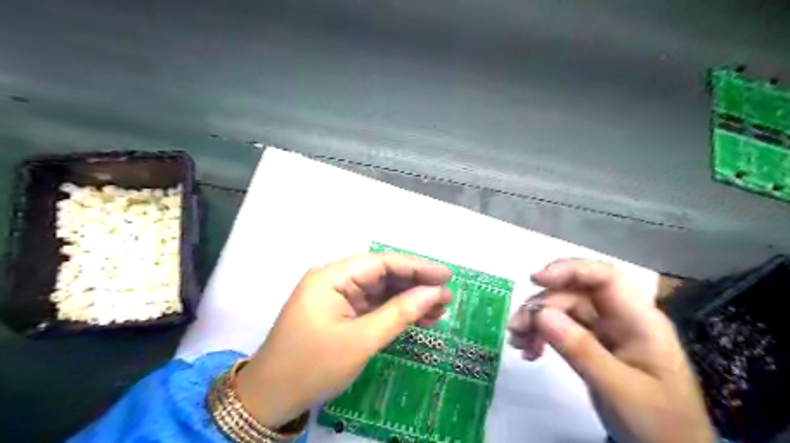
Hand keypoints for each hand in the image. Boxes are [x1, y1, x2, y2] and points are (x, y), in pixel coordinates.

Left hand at [231, 253, 449, 429]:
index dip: (416, 267)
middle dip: (415, 285)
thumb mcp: (360, 340)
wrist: (272, 398)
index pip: (381, 262)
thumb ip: (399, 313)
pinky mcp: (342, 313)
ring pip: (381, 291)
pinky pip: (373, 306)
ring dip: (409, 299)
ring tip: (439, 309)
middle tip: (446, 295)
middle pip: (382, 275)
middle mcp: (335, 280)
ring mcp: (338, 297)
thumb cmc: (313, 366)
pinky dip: (396, 312)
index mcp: (331, 277)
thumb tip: (434, 293)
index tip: (445, 275)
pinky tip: (420, 318)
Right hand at [509, 260, 714, 442]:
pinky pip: (561, 329)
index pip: (603, 277)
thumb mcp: (618, 388)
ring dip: (536, 322)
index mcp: (639, 319)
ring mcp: (606, 330)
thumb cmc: (659, 423)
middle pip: (573, 294)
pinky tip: (529, 351)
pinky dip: (542, 336)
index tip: (535, 280)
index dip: (568, 270)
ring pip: (562, 310)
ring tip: (517, 342)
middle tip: (516, 329)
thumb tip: (540, 314)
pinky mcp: (593, 345)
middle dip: (541, 307)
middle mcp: (620, 317)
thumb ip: (581, 349)